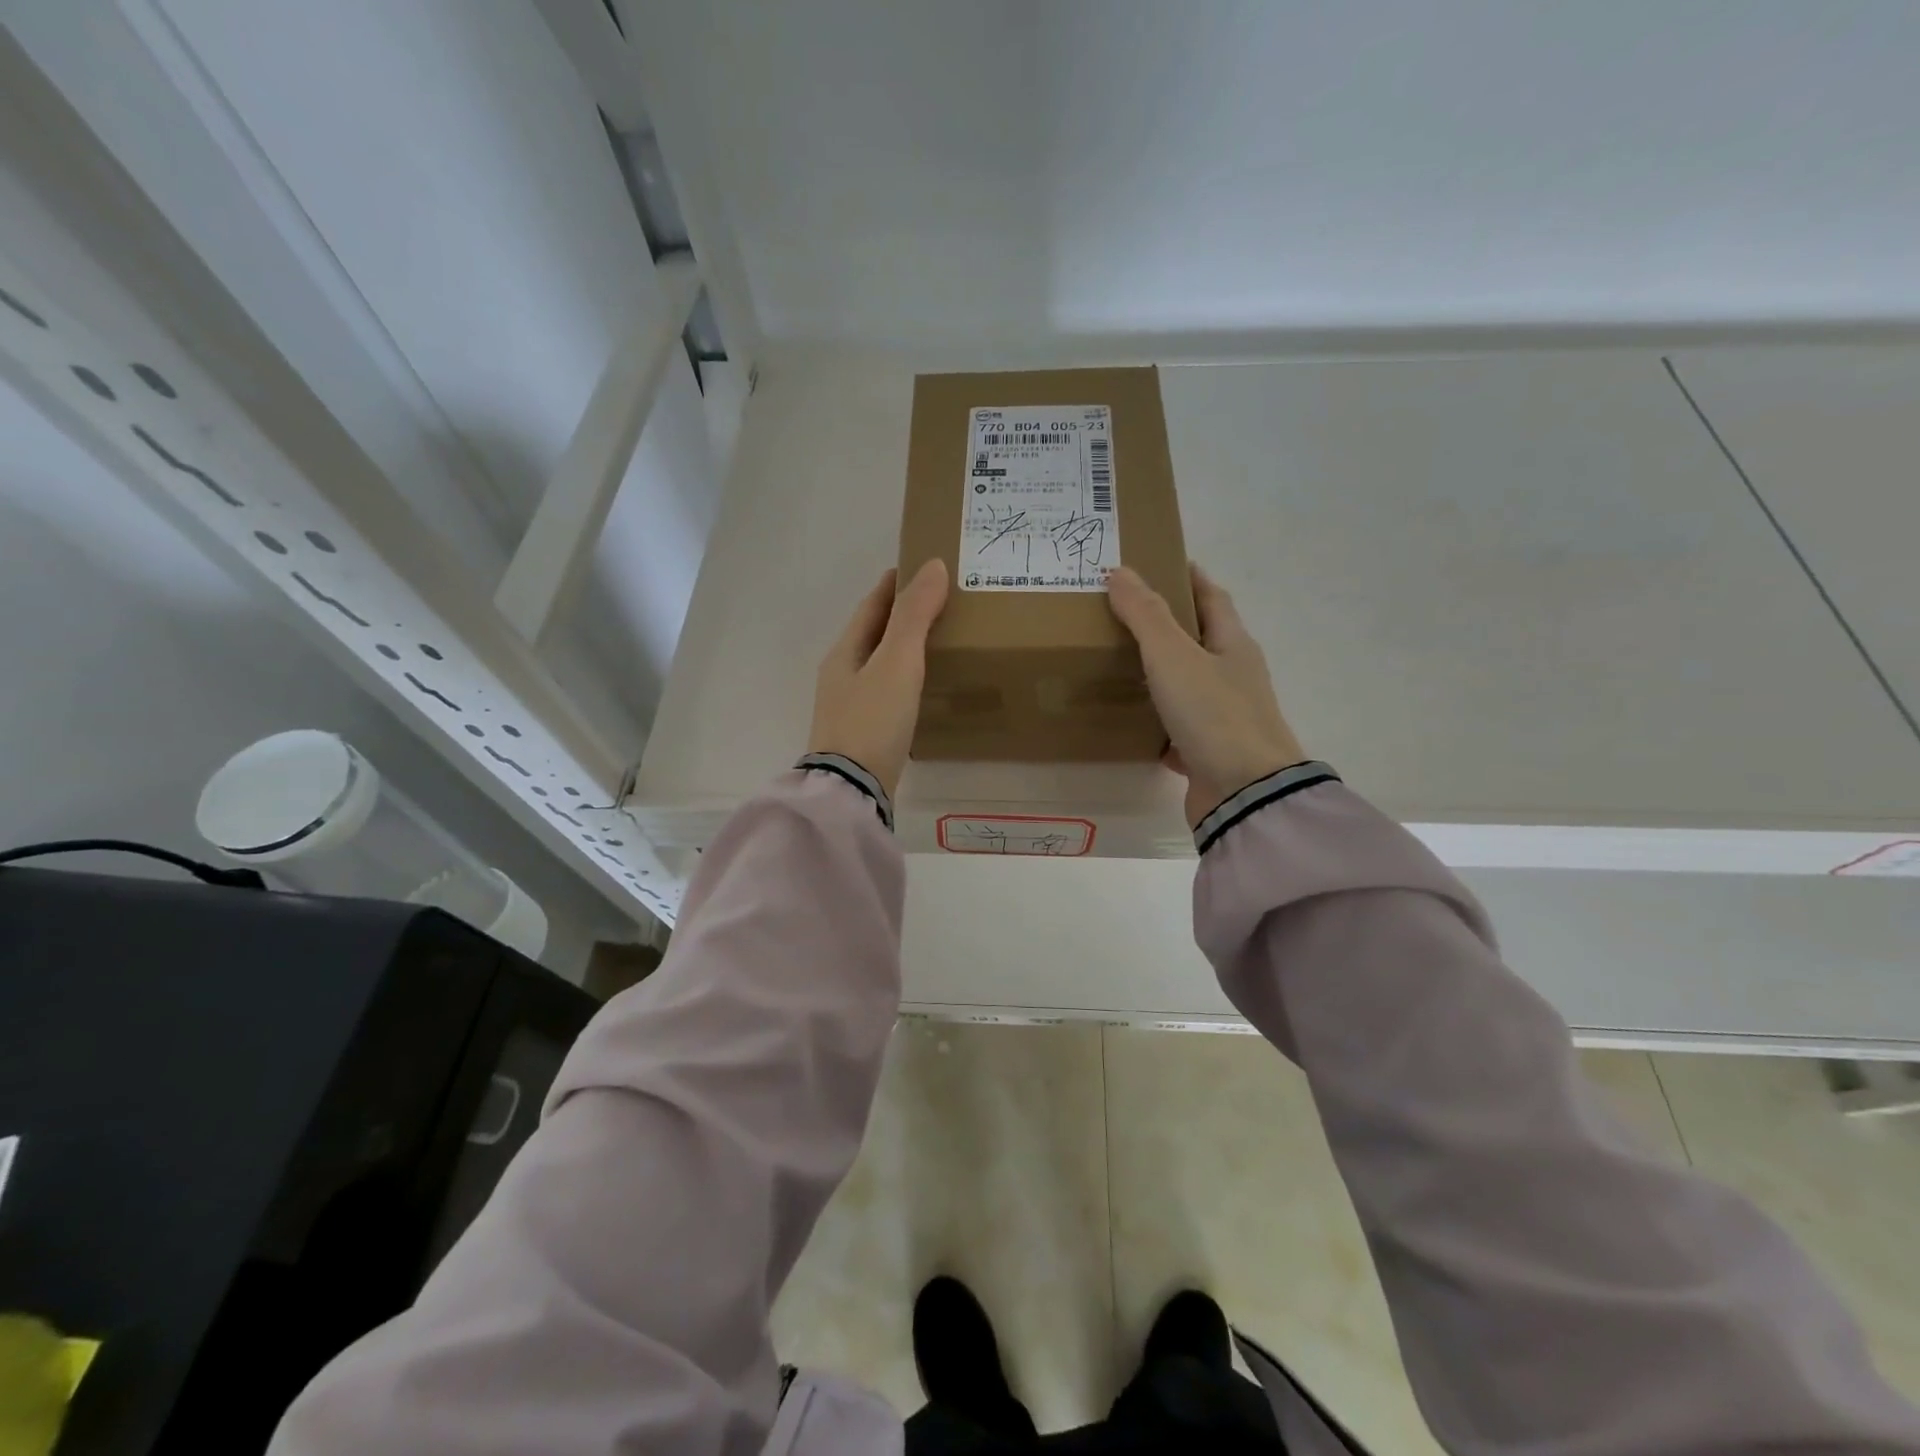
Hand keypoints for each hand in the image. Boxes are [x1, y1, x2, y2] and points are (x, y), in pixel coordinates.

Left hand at [807, 559, 949, 797]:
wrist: (852, 789)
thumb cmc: (872, 720)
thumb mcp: (896, 662)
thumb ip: (914, 615)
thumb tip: (933, 566)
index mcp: (844, 652)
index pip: (870, 607)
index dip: (893, 586)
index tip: (916, 568)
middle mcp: (841, 676)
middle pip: (872, 635)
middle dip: (899, 616)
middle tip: (936, 603)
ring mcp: (849, 707)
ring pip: (878, 665)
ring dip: (902, 649)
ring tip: (936, 641)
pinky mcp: (862, 733)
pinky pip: (885, 692)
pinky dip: (904, 679)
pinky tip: (921, 689)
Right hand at [1107, 563, 1306, 827]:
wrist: (1244, 794)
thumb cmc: (1214, 714)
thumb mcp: (1174, 656)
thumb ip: (1145, 615)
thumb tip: (1120, 571)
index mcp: (1233, 644)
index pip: (1212, 597)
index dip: (1187, 577)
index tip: (1157, 562)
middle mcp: (1233, 676)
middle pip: (1199, 639)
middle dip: (1165, 623)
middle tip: (1120, 611)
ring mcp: (1222, 716)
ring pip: (1185, 683)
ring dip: (1157, 671)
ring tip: (1114, 659)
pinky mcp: (1207, 750)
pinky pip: (1175, 726)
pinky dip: (1154, 718)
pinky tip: (1126, 718)